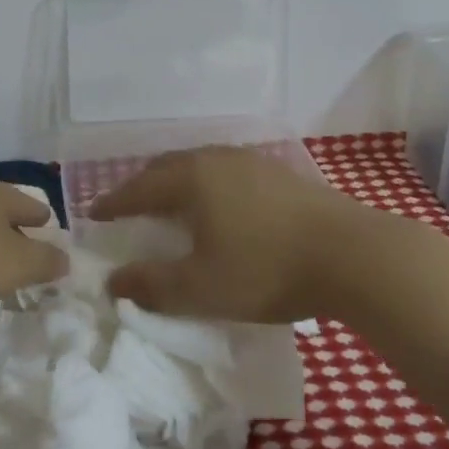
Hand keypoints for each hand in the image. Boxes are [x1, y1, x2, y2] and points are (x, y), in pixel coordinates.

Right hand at [92, 146, 403, 322]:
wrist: (354, 255)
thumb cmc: (266, 269)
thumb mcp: (201, 288)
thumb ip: (152, 286)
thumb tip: (113, 282)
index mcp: (190, 179)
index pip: (138, 187)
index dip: (113, 202)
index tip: (93, 214)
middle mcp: (216, 159)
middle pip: (167, 167)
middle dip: (143, 186)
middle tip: (128, 207)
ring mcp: (252, 162)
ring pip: (199, 165)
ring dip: (177, 183)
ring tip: (171, 204)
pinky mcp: (281, 174)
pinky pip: (227, 172)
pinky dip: (208, 186)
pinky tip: (220, 206)